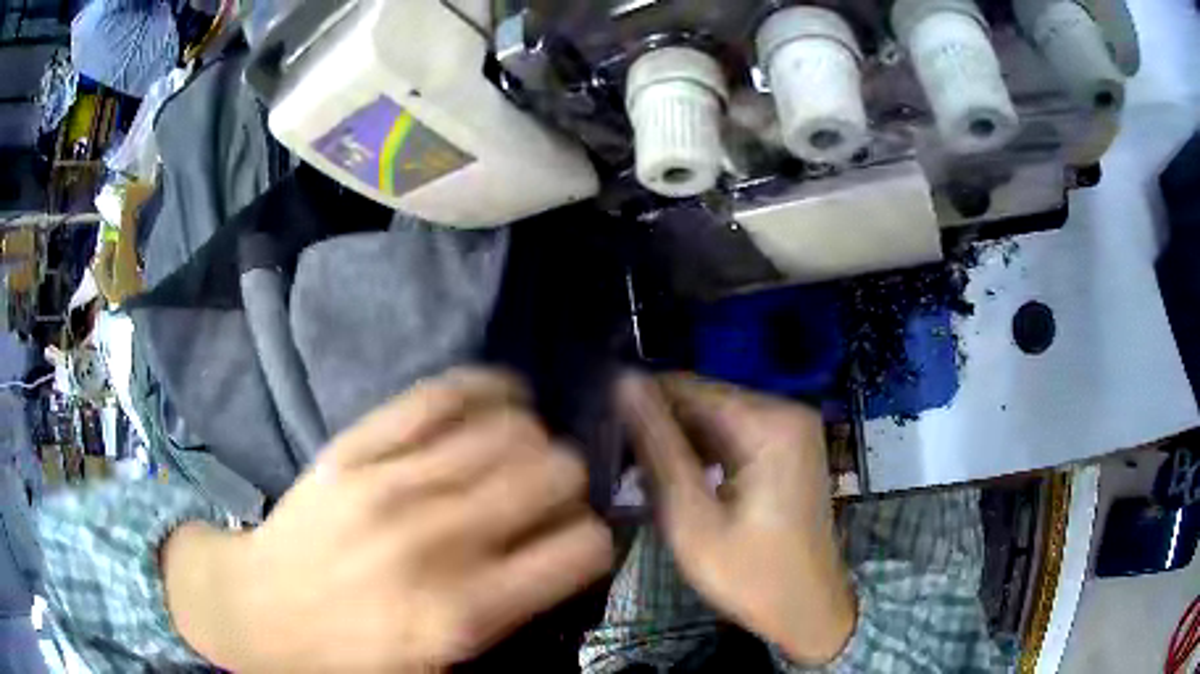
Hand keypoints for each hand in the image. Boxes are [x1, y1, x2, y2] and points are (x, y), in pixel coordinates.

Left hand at [164, 369, 612, 672]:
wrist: (260, 612)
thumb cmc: (353, 655)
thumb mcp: (442, 672)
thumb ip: (514, 623)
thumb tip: (567, 562)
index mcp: (466, 613)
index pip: (582, 548)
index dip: (594, 541)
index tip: (576, 543)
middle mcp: (439, 541)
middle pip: (556, 472)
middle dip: (569, 485)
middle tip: (547, 500)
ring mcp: (392, 483)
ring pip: (510, 427)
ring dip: (532, 439)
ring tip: (519, 455)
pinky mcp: (356, 445)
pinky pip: (441, 392)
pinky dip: (485, 389)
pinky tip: (496, 401)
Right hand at [618, 373, 855, 664]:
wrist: (807, 610)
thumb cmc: (749, 575)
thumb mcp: (692, 518)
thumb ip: (658, 449)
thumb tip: (623, 385)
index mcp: (769, 423)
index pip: (687, 387)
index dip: (638, 402)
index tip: (597, 427)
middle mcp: (785, 412)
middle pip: (703, 400)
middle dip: (658, 424)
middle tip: (613, 458)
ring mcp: (791, 429)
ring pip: (715, 417)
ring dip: (676, 439)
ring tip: (632, 467)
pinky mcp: (788, 448)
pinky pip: (733, 434)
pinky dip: (701, 451)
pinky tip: (671, 474)